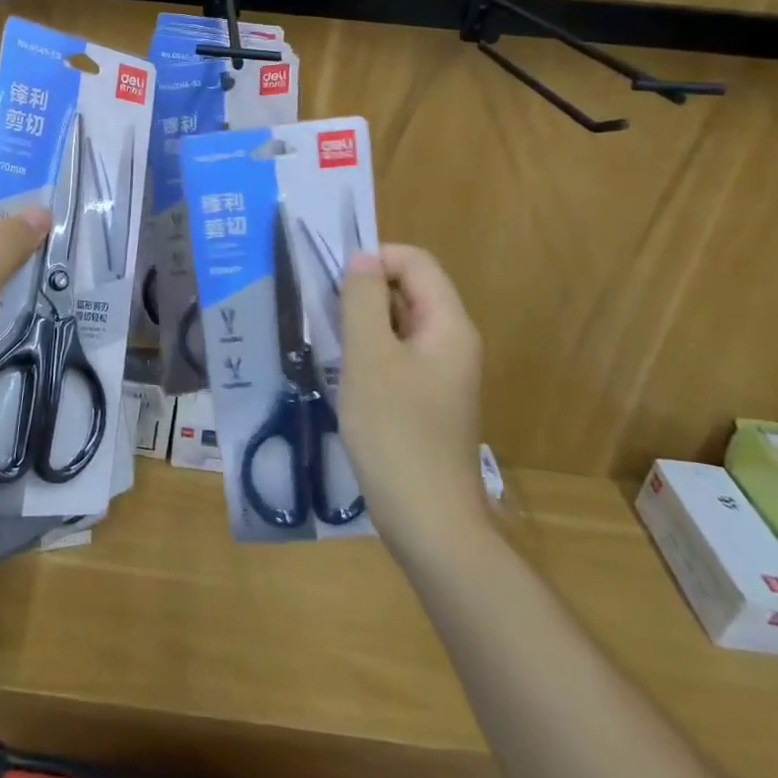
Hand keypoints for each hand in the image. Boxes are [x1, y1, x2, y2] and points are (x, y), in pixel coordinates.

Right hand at [338, 244, 487, 543]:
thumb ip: (363, 300)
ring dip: (363, 323)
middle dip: (365, 292)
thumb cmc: (395, 431)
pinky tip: (345, 376)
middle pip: (410, 290)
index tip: (334, 285)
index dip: (375, 259)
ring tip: (330, 344)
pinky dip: (371, 353)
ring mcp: (442, 373)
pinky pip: (399, 356)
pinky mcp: (428, 399)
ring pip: (400, 324)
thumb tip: (362, 257)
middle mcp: (452, 342)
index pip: (415, 262)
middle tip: (325, 316)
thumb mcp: (369, 357)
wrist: (427, 520)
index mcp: (448, 325)